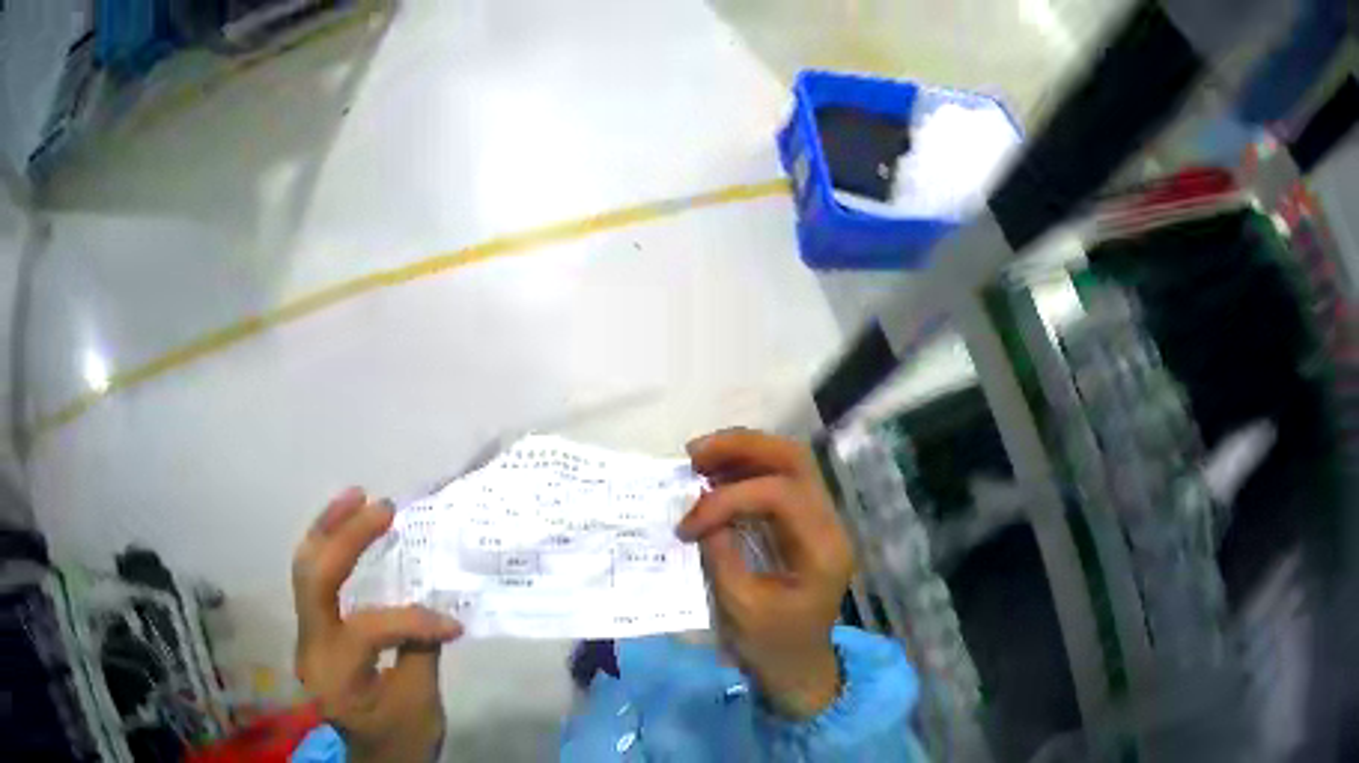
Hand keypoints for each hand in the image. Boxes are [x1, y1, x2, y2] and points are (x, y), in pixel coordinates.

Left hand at [292, 487, 463, 762]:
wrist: (375, 761)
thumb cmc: (400, 740)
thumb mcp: (421, 704)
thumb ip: (420, 649)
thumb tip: (433, 609)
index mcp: (335, 676)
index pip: (367, 630)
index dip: (414, 620)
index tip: (454, 626)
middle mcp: (310, 649)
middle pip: (312, 578)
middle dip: (344, 536)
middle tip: (382, 508)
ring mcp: (306, 637)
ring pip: (304, 570)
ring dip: (328, 530)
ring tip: (356, 497)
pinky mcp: (313, 631)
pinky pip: (314, 581)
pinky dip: (329, 549)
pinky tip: (345, 530)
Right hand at [677, 430, 854, 718]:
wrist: (799, 667)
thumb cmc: (772, 646)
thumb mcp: (740, 607)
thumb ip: (722, 554)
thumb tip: (700, 511)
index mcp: (822, 550)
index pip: (780, 495)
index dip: (728, 499)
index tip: (686, 526)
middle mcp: (829, 524)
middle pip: (794, 460)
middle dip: (742, 448)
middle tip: (693, 454)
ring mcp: (820, 520)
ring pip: (789, 462)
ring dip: (742, 453)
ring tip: (697, 460)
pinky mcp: (804, 523)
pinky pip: (779, 480)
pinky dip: (745, 471)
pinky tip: (714, 478)